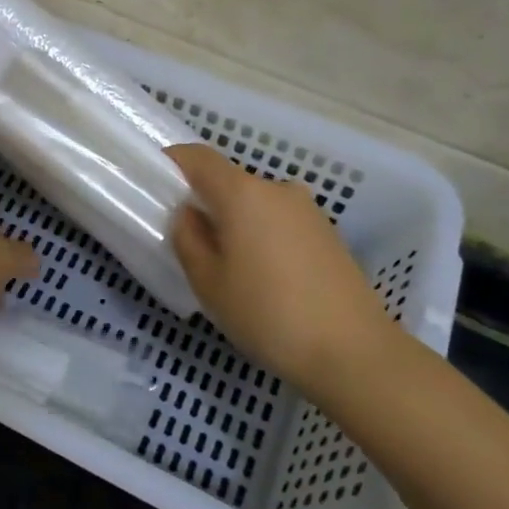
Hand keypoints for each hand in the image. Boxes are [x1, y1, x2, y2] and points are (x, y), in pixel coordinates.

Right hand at [167, 144, 395, 385]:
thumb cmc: (267, 314)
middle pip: (229, 182)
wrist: (353, 351)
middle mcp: (278, 190)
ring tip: (229, 268)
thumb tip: (190, 214)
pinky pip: (280, 222)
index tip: (155, 182)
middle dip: (205, 202)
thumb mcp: (209, 283)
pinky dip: (262, 237)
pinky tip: (263, 279)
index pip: (199, 157)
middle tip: (189, 241)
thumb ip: (188, 239)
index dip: (172, 162)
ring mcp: (308, 211)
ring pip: (256, 205)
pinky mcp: (328, 235)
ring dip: (236, 223)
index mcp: (243, 194)